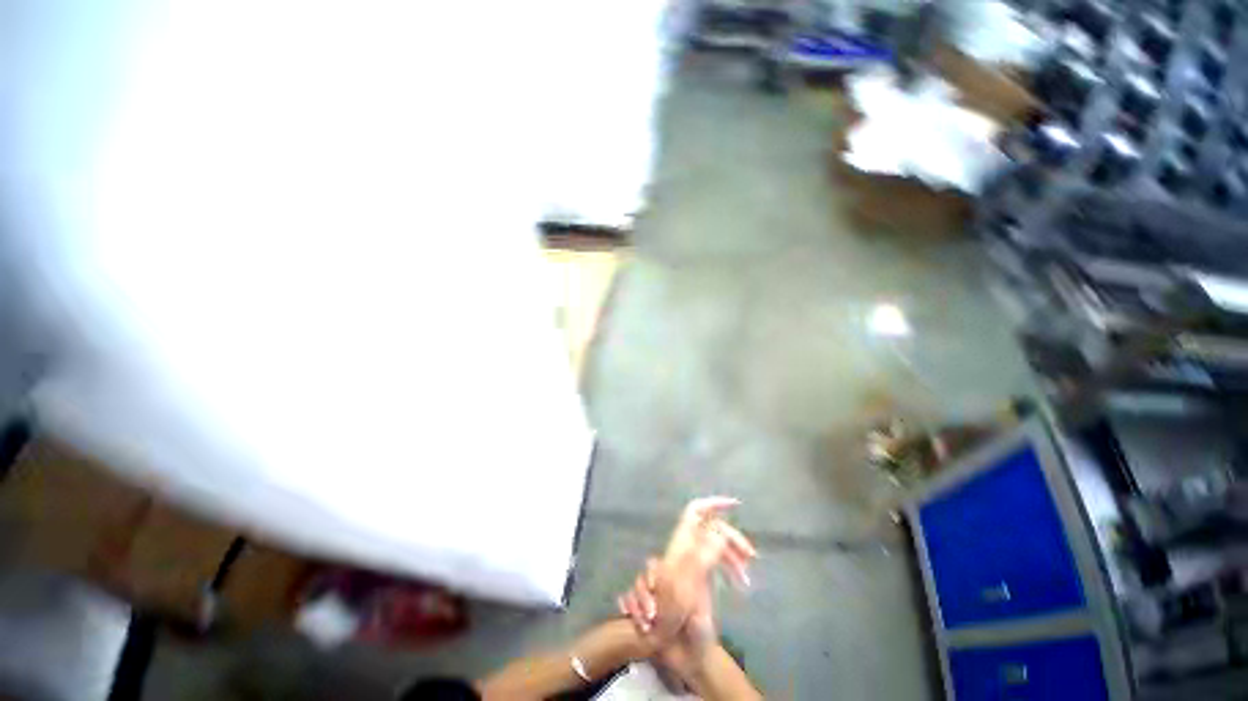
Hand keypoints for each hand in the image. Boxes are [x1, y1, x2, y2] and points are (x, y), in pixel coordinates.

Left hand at [617, 498, 755, 649]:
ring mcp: (693, 560)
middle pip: (712, 528)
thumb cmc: (674, 615)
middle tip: (751, 555)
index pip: (695, 512)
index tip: (735, 504)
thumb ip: (703, 555)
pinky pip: (717, 559)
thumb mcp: (688, 585)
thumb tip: (719, 531)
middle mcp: (686, 547)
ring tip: (747, 575)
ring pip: (717, 543)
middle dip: (732, 536)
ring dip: (734, 553)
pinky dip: (730, 566)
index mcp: (681, 544)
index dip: (713, 503)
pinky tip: (741, 582)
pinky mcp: (699, 575)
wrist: (668, 645)